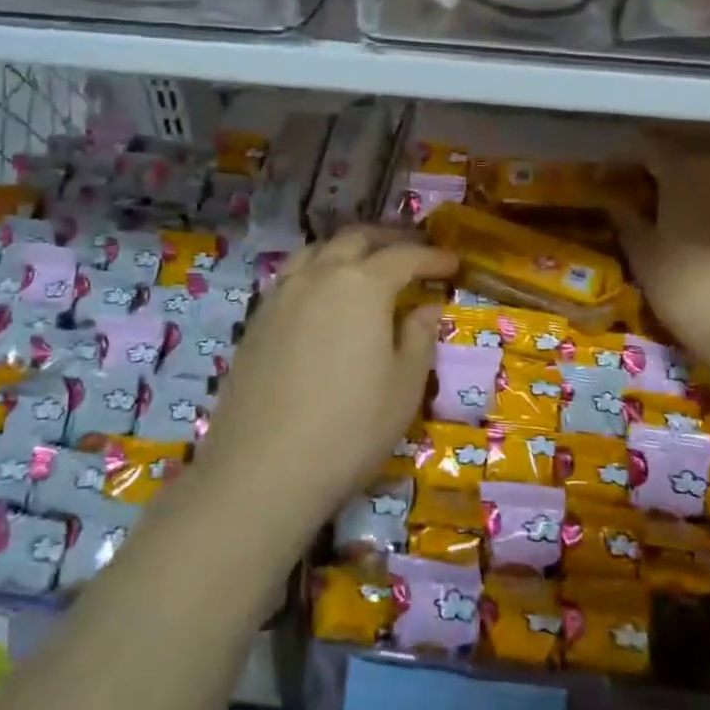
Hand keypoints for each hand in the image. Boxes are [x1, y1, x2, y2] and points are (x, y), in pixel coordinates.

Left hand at [189, 227, 457, 539]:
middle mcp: (319, 275)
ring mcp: (282, 294)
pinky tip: (324, 295)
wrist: (262, 469)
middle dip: (389, 240)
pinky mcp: (257, 319)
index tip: (453, 263)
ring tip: (366, 263)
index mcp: (362, 285)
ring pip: (318, 250)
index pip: (404, 256)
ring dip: (348, 249)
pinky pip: (293, 275)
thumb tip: (426, 308)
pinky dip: (317, 270)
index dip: (432, 257)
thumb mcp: (404, 386)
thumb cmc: (350, 427)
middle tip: (413, 253)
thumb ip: (419, 337)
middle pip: (356, 240)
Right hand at [611, 129, 709, 361]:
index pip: (646, 145)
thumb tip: (615, 202)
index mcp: (685, 168)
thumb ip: (627, 220)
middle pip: (687, 138)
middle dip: (659, 148)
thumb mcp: (644, 255)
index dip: (621, 157)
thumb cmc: (688, 289)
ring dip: (695, 155)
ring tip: (676, 180)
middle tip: (638, 170)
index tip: (604, 177)